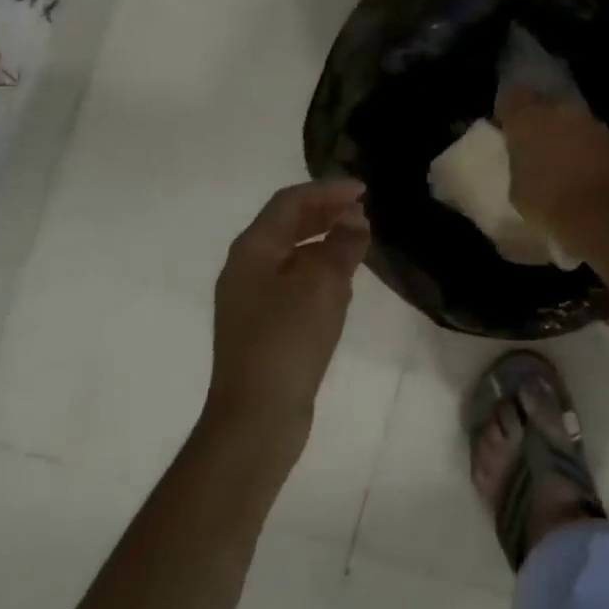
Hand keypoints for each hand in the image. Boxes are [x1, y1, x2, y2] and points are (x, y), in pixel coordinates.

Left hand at [208, 179, 370, 440]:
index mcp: (252, 248)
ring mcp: (250, 298)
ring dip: (323, 241)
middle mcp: (245, 267)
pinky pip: (292, 281)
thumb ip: (342, 244)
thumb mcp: (323, 285)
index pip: (290, 202)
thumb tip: (355, 218)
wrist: (256, 417)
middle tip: (362, 210)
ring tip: (357, 240)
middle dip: (325, 213)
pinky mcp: (262, 324)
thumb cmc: (288, 340)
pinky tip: (340, 282)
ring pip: (290, 253)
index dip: (327, 191)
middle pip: (286, 224)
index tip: (363, 190)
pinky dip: (317, 270)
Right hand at [495, 84, 608, 242]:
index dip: (508, 112)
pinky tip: (586, 168)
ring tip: (562, 158)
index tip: (506, 129)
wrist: (599, 216)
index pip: (510, 97)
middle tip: (535, 145)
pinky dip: (588, 147)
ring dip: (565, 132)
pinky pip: (592, 136)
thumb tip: (525, 158)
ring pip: (570, 118)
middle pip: (543, 103)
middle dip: (539, 120)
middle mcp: (557, 109)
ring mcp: (588, 121)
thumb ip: (518, 162)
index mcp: (525, 118)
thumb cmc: (546, 203)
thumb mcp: (516, 187)